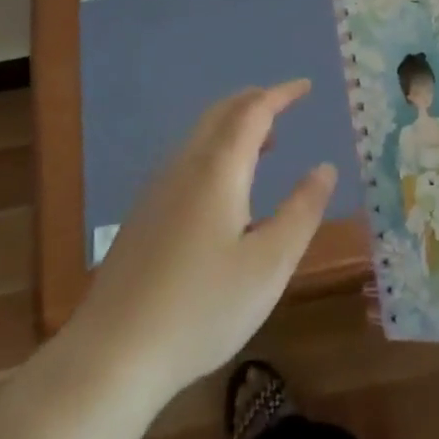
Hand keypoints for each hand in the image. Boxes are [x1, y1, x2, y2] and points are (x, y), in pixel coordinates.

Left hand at [66, 80, 336, 405]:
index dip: (281, 94)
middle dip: (256, 102)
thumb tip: (325, 168)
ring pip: (201, 135)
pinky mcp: (144, 212)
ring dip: (235, 125)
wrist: (113, 352)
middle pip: (222, 113)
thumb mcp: (268, 265)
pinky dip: (217, 149)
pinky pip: (188, 158)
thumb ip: (301, 211)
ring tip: (266, 143)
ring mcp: (158, 187)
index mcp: (218, 168)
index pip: (253, 111)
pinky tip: (226, 188)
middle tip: (286, 104)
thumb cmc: (201, 308)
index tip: (306, 86)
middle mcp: (185, 165)